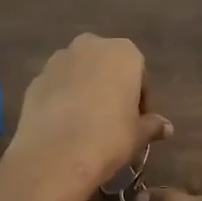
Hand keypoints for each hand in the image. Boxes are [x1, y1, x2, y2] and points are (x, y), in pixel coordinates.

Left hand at [6, 34, 171, 197]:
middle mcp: (89, 46)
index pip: (139, 74)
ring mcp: (57, 60)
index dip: (140, 99)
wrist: (55, 154)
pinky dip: (61, 99)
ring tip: (86, 124)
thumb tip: (167, 128)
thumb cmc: (109, 138)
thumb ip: (152, 125)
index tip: (137, 122)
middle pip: (106, 66)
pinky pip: (56, 87)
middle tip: (113, 121)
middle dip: (110, 88)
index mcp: (123, 52)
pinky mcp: (35, 79)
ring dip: (84, 90)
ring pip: (78, 73)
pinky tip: (64, 126)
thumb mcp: (138, 134)